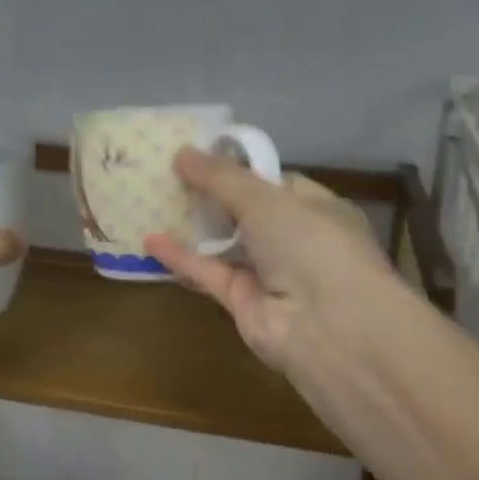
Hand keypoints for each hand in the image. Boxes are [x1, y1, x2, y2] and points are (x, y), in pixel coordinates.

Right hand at [144, 148, 399, 404]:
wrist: (329, 327)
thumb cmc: (310, 244)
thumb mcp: (265, 199)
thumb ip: (221, 177)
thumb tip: (182, 152)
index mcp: (316, 209)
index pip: (276, 183)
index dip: (239, 169)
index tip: (200, 156)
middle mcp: (295, 241)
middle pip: (246, 213)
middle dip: (211, 196)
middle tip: (168, 174)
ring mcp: (269, 274)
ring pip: (225, 245)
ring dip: (193, 226)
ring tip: (153, 201)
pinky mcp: (243, 303)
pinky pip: (209, 273)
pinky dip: (181, 258)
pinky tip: (149, 241)